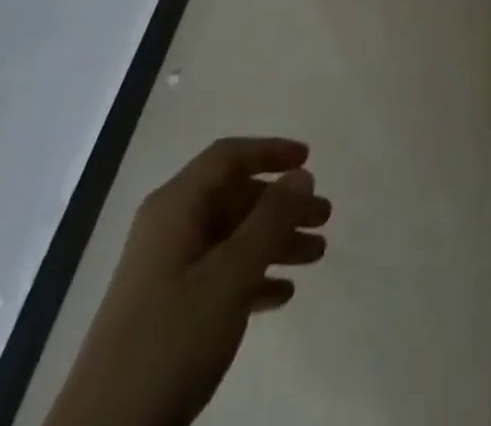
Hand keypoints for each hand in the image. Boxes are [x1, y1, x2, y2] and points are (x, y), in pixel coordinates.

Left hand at [45, 137, 330, 425]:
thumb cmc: (170, 339)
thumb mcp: (229, 275)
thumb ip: (270, 220)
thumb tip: (301, 174)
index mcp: (175, 207)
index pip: (228, 158)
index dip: (269, 151)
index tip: (309, 159)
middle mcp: (169, 229)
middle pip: (234, 198)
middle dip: (281, 205)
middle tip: (324, 218)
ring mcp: (166, 272)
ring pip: (231, 238)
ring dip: (274, 242)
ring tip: (317, 255)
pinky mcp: (166, 312)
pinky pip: (220, 276)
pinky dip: (253, 277)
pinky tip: (282, 295)